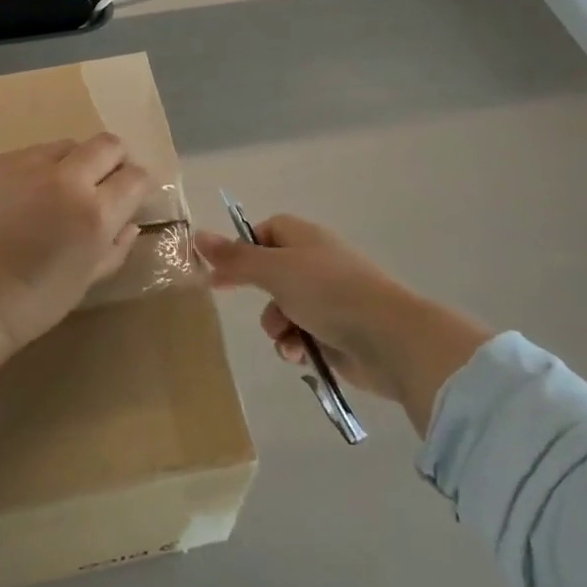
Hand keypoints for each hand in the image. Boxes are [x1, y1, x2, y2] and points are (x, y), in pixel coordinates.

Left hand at [0, 135, 150, 400]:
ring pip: (68, 144)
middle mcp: (67, 179)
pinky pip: (32, 153)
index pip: (135, 177)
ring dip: (76, 161)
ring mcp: (28, 165)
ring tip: (62, 188)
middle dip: (115, 160)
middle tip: (106, 182)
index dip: (140, 184)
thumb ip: (116, 246)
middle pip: (108, 144)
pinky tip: (28, 194)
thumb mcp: (88, 280)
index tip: (133, 194)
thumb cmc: (34, 301)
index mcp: (94, 213)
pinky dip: (41, 168)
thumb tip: (129, 222)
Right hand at [197, 215, 495, 436]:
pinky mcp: (336, 333)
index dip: (243, 248)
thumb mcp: (275, 270)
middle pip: (271, 273)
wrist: (390, 339)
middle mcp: (316, 264)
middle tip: (234, 300)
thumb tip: (196, 235)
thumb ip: (235, 257)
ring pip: (283, 309)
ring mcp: (328, 300)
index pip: (266, 231)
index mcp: (305, 239)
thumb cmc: (330, 293)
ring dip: (276, 326)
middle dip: (258, 293)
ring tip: (286, 338)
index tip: (220, 268)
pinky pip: (301, 335)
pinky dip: (296, 345)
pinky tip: (299, 355)